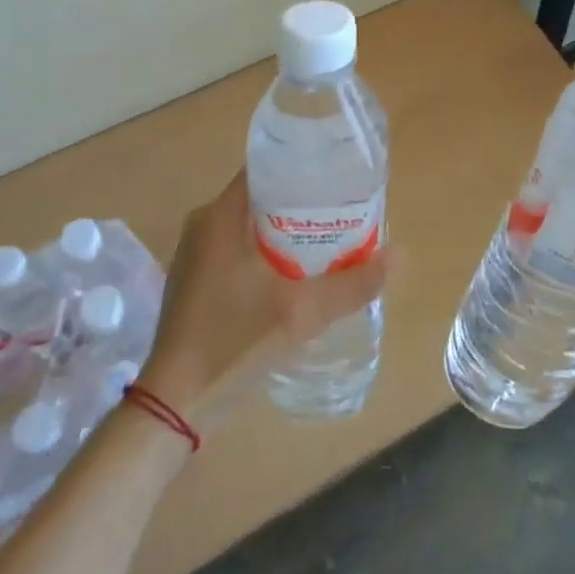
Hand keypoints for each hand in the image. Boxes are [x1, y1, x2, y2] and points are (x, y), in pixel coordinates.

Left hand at [137, 170, 387, 433]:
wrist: (175, 405)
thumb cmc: (234, 342)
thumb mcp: (301, 312)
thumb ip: (352, 283)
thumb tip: (400, 255)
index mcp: (219, 216)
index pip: (265, 169)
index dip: (302, 168)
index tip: (337, 177)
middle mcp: (203, 224)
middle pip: (261, 197)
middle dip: (301, 203)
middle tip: (341, 212)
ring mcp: (196, 254)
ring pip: (250, 226)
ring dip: (285, 230)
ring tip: (327, 240)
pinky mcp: (195, 280)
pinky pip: (238, 249)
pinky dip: (266, 252)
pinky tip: (294, 273)